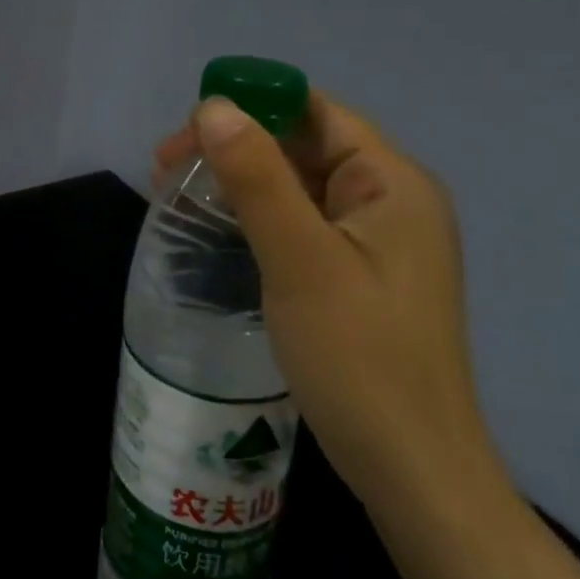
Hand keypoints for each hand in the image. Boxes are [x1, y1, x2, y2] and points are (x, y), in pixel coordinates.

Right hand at [156, 91, 500, 515]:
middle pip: (304, 144)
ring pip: (299, 185)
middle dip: (235, 146)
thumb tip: (214, 105)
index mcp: (393, 182)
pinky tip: (219, 230)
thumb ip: (257, 178)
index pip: (315, 111)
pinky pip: (303, 222)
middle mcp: (392, 200)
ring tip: (179, 195)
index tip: (186, 135)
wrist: (413, 473)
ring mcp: (377, 240)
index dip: (249, 106)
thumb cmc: (360, 360)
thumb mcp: (300, 261)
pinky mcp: (360, 273)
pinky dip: (258, 216)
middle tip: (167, 171)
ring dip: (241, 181)